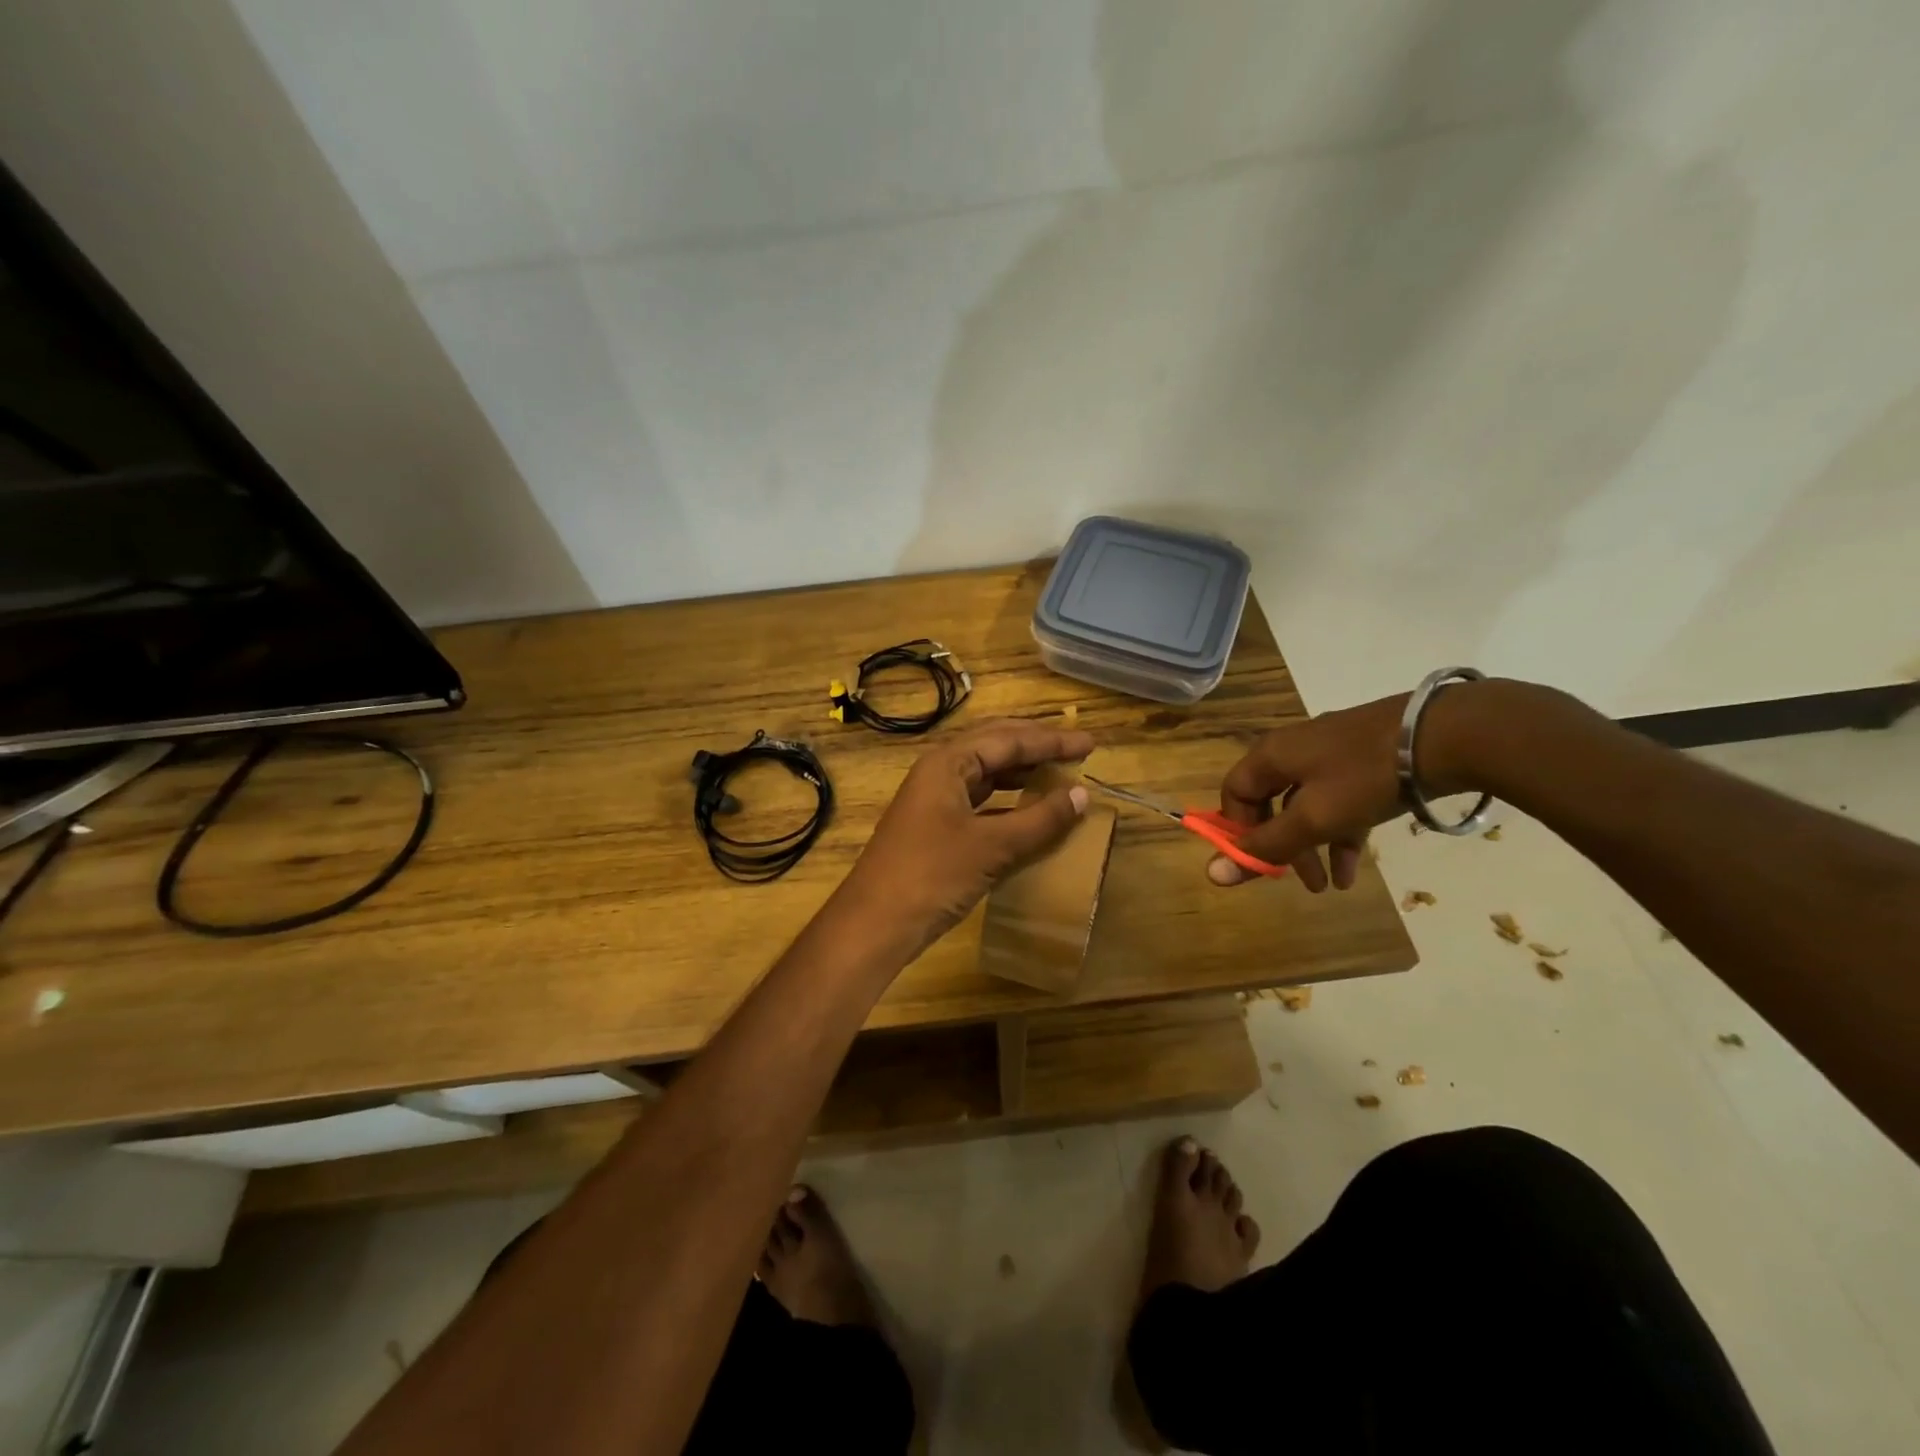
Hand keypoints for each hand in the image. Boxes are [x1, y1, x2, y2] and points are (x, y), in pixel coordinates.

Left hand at [840, 719, 1095, 950]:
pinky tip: (1028, 811)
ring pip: (985, 773)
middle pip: (994, 746)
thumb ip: (1040, 819)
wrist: (875, 924)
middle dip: (1035, 746)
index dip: (1052, 741)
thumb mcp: (993, 846)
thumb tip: (1082, 795)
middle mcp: (939, 772)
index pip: (1008, 739)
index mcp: (948, 762)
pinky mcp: (935, 827)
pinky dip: (1007, 801)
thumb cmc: (933, 875)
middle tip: (1075, 750)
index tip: (1090, 743)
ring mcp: (934, 800)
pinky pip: (979, 801)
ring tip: (1057, 775)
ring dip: (1021, 772)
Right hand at [1210, 695, 1411, 891]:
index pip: (1234, 794)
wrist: (1442, 737)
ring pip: (1305, 807)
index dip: (1237, 830)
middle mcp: (1292, 752)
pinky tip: (1351, 870)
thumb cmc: (1364, 778)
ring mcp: (1329, 755)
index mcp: (1271, 757)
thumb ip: (1265, 846)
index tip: (1257, 862)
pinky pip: (1337, 803)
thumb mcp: (1312, 818)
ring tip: (1327, 886)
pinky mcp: (1361, 762)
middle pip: (1269, 804)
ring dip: (1312, 847)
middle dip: (1280, 846)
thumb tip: (1212, 874)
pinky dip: (1339, 834)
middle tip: (1292, 880)